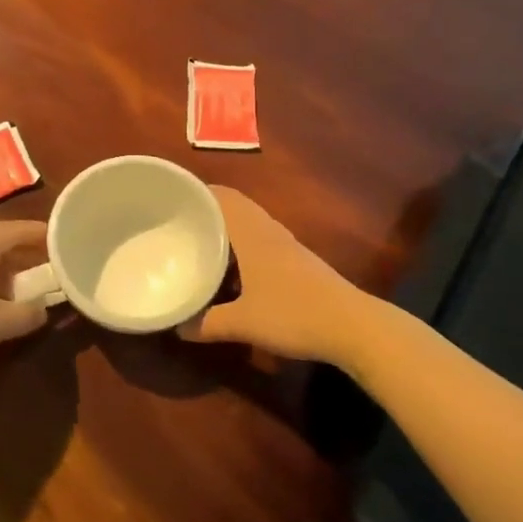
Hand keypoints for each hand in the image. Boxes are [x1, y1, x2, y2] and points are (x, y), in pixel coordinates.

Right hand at [179, 187, 369, 365]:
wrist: (353, 327)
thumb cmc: (294, 315)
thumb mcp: (243, 323)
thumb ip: (207, 323)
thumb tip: (178, 327)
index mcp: (252, 234)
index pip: (221, 197)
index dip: (197, 193)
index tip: (170, 201)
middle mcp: (268, 231)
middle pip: (234, 207)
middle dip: (206, 212)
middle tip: (177, 225)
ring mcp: (285, 246)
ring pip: (248, 225)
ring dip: (225, 231)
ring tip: (197, 246)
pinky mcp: (297, 262)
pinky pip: (259, 242)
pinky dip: (240, 248)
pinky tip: (230, 272)